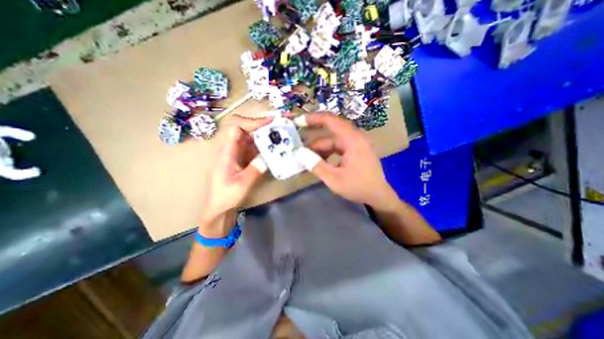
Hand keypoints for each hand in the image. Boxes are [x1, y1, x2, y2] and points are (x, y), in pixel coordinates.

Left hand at [201, 115, 270, 223]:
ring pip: (252, 136)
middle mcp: (231, 147)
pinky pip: (255, 146)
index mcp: (226, 151)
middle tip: (280, 125)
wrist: (220, 205)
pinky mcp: (243, 157)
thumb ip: (254, 170)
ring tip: (281, 134)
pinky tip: (275, 147)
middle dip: (263, 125)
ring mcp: (238, 151)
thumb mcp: (242, 184)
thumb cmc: (227, 195)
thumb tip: (267, 157)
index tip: (269, 123)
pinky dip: (265, 144)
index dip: (252, 122)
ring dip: (265, 134)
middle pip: (246, 128)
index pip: (236, 127)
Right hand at [297, 112, 397, 206]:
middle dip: (313, 140)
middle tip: (298, 145)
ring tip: (306, 158)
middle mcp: (354, 138)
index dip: (313, 118)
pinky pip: (338, 148)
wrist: (378, 196)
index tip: (299, 121)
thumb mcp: (334, 178)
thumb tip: (299, 153)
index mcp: (352, 140)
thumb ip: (316, 165)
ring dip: (320, 149)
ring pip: (333, 142)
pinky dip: (327, 153)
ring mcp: (355, 145)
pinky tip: (319, 162)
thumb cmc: (358, 187)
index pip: (331, 120)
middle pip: (330, 133)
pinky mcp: (355, 152)